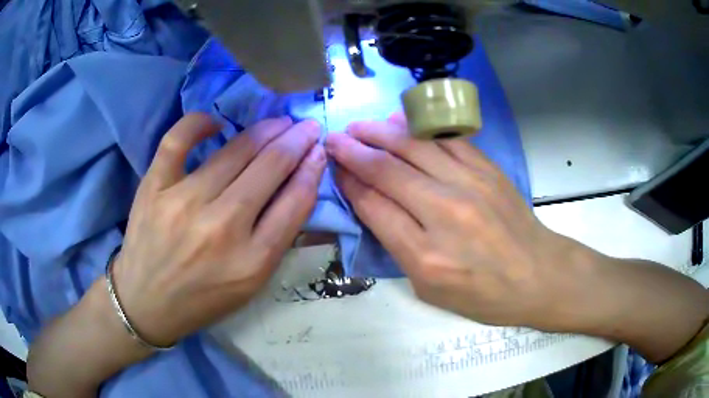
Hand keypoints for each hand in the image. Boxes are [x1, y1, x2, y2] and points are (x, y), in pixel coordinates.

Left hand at [114, 113, 325, 345]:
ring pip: (233, 151)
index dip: (312, 169)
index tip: (318, 151)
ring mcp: (183, 203)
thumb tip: (298, 186)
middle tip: (305, 127)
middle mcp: (221, 228)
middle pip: (269, 168)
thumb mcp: (251, 283)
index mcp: (252, 261)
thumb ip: (276, 238)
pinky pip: (177, 140)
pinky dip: (199, 123)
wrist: (146, 303)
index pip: (295, 202)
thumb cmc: (202, 298)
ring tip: (277, 123)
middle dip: (296, 140)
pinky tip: (216, 123)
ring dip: (264, 130)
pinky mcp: (153, 188)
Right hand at [326, 114, 582, 329]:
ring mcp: (469, 185)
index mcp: (425, 255)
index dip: (349, 183)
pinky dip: (418, 128)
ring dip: (380, 133)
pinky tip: (399, 120)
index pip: (374, 206)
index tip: (333, 167)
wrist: (538, 275)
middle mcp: (444, 213)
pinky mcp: (487, 169)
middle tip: (334, 138)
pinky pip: (446, 140)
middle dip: (354, 151)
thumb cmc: (484, 295)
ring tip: (359, 126)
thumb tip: (374, 205)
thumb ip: (398, 248)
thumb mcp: (430, 289)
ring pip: (414, 148)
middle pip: (387, 171)